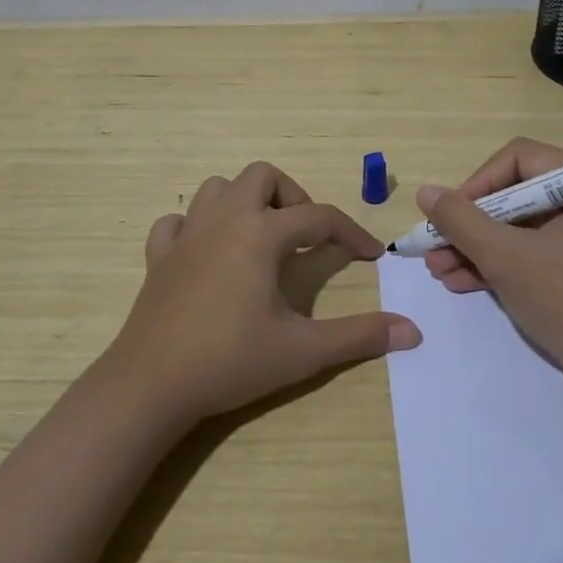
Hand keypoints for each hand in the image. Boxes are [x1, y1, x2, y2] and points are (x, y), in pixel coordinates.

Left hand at [108, 161, 421, 424]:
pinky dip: (197, 227)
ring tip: (262, 238)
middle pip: (262, 177)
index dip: (351, 232)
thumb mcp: (303, 351)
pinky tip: (208, 254)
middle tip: (306, 237)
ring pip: (217, 188)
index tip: (371, 255)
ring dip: (245, 202)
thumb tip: (412, 331)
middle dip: (292, 197)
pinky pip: (178, 222)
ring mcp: (186, 235)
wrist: (150, 386)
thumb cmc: (230, 361)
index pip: (319, 217)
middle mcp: (224, 220)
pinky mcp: (158, 257)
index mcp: (260, 233)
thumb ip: (359, 335)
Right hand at [420, 137, 562, 383]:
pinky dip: (494, 262)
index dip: (479, 182)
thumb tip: (425, 192)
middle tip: (434, 245)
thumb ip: (462, 221)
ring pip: (514, 226)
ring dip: (474, 246)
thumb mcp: (507, 258)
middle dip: (469, 223)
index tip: (452, 215)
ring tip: (437, 269)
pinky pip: (526, 250)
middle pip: (513, 193)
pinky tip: (459, 281)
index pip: (519, 159)